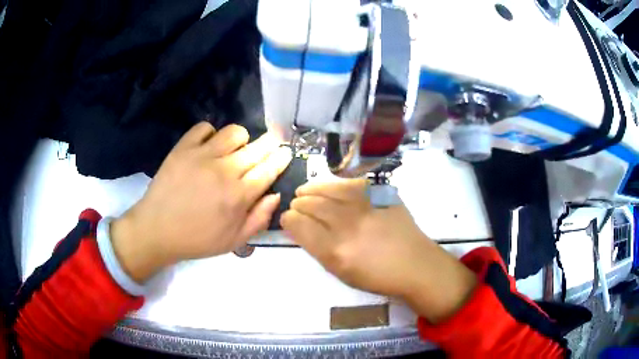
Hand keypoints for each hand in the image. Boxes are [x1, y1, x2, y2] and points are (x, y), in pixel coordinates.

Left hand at [111, 122, 291, 281]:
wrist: (157, 230)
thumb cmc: (197, 239)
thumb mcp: (234, 241)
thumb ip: (259, 218)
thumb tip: (276, 194)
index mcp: (239, 196)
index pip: (269, 169)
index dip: (281, 158)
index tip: (286, 152)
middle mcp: (224, 171)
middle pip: (257, 147)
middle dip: (271, 142)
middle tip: (272, 142)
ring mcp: (202, 156)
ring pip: (234, 132)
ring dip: (241, 138)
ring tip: (236, 148)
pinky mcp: (183, 148)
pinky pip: (204, 128)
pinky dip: (210, 134)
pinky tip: (208, 146)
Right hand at [281, 179, 476, 322]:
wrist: (415, 265)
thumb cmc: (377, 277)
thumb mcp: (340, 272)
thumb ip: (317, 248)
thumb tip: (299, 228)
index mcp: (335, 251)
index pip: (300, 226)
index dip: (288, 219)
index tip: (287, 218)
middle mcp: (348, 225)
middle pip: (312, 205)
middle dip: (298, 203)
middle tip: (296, 205)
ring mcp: (366, 207)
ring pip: (329, 189)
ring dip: (312, 189)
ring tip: (305, 191)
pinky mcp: (381, 196)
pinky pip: (351, 184)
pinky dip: (336, 185)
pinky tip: (331, 188)